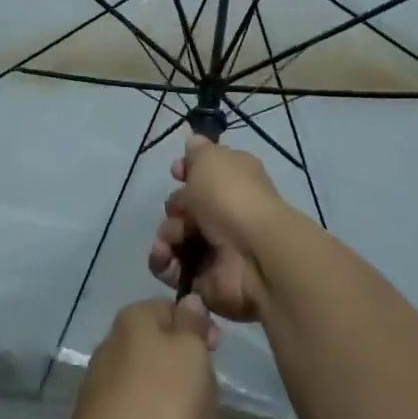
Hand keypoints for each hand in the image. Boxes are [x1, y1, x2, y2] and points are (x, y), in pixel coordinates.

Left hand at [61, 297, 218, 418]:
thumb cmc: (160, 404)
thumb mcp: (189, 352)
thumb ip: (193, 324)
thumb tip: (188, 301)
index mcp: (134, 324)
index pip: (172, 310)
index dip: (199, 328)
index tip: (217, 351)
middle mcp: (119, 353)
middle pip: (175, 361)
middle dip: (198, 388)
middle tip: (204, 405)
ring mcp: (115, 397)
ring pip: (170, 401)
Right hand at [149, 134, 304, 321]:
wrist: (254, 254)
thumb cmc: (231, 197)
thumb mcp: (210, 160)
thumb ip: (197, 151)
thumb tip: (193, 140)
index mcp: (233, 180)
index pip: (204, 174)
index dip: (186, 172)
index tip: (176, 173)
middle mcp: (225, 212)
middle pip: (184, 207)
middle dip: (174, 208)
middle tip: (179, 213)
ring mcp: (215, 247)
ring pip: (174, 237)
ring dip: (166, 236)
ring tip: (170, 240)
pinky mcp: (204, 278)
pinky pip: (172, 268)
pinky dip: (163, 261)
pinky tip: (165, 256)